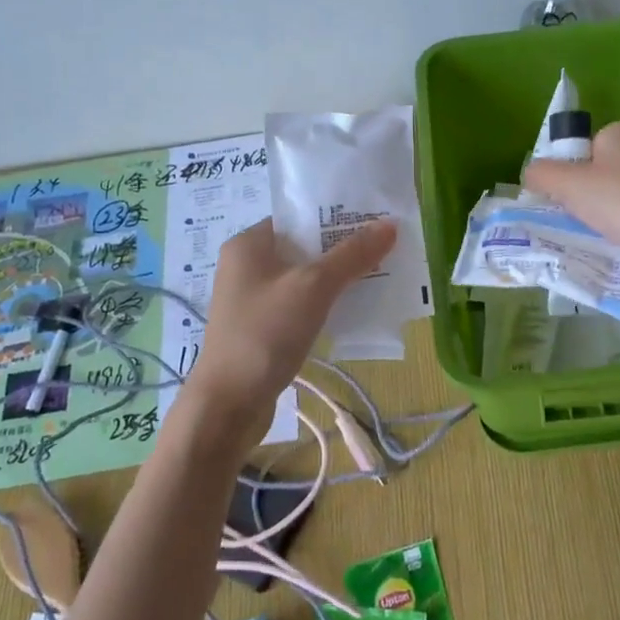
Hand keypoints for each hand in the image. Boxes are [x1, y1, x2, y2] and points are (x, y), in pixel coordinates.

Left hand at [184, 217, 395, 438]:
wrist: (230, 403)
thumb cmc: (266, 333)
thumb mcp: (314, 287)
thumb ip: (352, 255)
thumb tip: (390, 225)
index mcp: (249, 243)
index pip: (298, 216)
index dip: (336, 215)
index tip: (374, 219)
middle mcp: (247, 265)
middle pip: (305, 247)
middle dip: (343, 248)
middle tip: (385, 247)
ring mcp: (254, 299)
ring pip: (305, 278)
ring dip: (338, 278)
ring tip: (379, 275)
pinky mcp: (263, 327)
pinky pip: (301, 304)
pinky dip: (326, 304)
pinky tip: (355, 309)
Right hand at [522, 121, 619, 281]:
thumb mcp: (567, 185)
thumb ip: (541, 174)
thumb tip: (531, 174)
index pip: (583, 148)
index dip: (570, 173)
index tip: (567, 198)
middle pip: (600, 170)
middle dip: (588, 194)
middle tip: (581, 217)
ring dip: (608, 211)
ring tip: (603, 232)